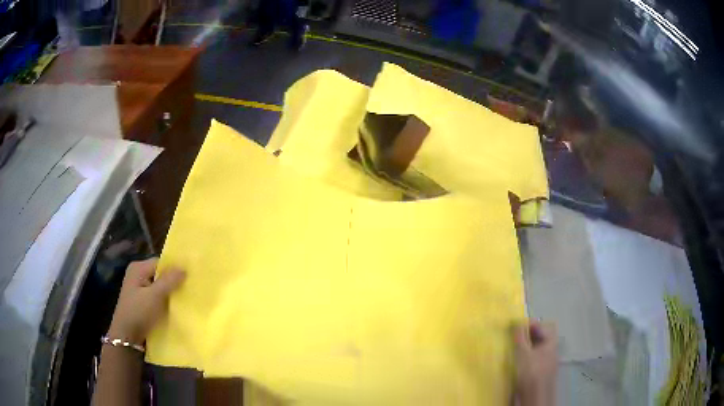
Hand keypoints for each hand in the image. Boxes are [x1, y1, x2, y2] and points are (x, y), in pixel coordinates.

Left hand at [107, 258, 185, 344]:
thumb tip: (184, 268)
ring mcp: (139, 289)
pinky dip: (165, 301)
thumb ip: (169, 281)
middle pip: (160, 274)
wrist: (127, 336)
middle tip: (189, 290)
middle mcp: (137, 275)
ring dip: (170, 294)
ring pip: (159, 287)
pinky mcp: (142, 302)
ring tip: (184, 300)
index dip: (174, 269)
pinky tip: (174, 308)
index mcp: (138, 268)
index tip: (189, 279)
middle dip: (173, 283)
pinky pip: (157, 297)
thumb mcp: (154, 296)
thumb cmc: (138, 312)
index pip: (160, 263)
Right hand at [513, 321, 558, 405]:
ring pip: (536, 347)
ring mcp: (546, 360)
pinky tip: (517, 361)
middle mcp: (551, 349)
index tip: (515, 326)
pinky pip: (533, 357)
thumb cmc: (531, 371)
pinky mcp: (540, 371)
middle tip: (513, 337)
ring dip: (525, 345)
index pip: (542, 325)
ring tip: (513, 348)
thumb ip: (520, 337)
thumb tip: (516, 321)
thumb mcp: (523, 352)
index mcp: (551, 341)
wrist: (535, 396)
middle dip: (527, 334)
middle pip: (540, 336)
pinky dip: (525, 356)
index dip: (529, 323)